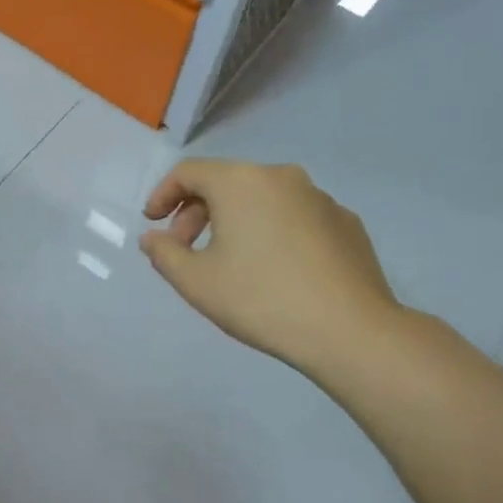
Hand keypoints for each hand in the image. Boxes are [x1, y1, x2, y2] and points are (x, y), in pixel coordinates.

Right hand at [140, 159, 401, 378]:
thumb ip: (164, 254)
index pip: (189, 172)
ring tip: (229, 262)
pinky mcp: (346, 222)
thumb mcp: (196, 282)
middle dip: (196, 212)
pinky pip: (294, 216)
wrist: (350, 330)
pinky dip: (272, 232)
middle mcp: (281, 177)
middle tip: (185, 250)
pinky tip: (274, 270)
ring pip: (262, 199)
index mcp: (241, 182)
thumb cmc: (260, 300)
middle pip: (226, 182)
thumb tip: (153, 238)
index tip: (153, 224)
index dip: (162, 195)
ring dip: (235, 222)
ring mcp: (320, 197)